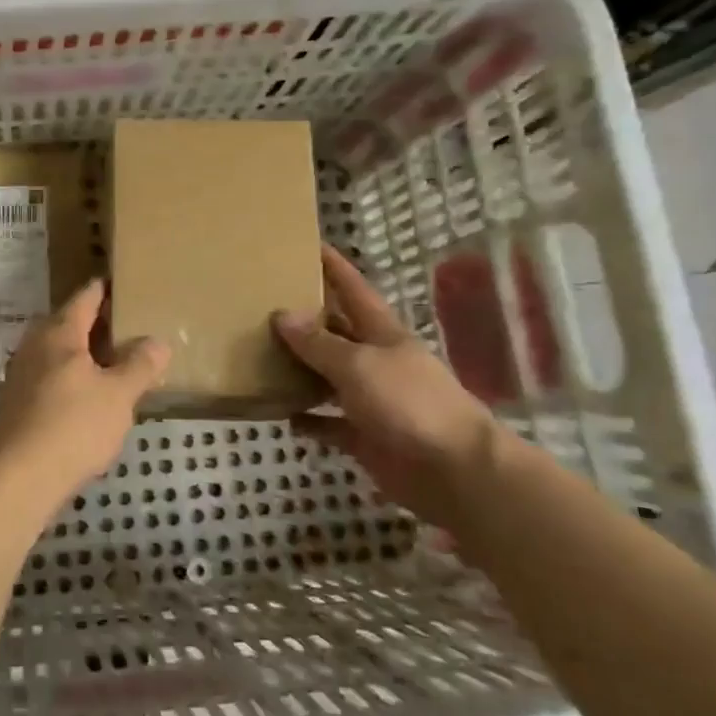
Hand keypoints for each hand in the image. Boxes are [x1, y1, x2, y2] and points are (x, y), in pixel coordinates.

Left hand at [0, 279, 169, 513]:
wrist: (19, 476)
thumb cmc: (73, 425)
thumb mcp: (119, 395)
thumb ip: (140, 366)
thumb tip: (157, 342)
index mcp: (59, 333)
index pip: (85, 299)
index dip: (105, 290)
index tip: (122, 283)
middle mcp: (35, 345)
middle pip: (68, 323)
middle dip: (95, 324)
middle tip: (128, 326)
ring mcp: (22, 374)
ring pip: (57, 352)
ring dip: (83, 353)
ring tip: (113, 361)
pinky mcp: (17, 402)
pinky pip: (50, 376)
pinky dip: (71, 376)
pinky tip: (88, 395)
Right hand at [273, 246, 499, 526]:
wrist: (455, 471)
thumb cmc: (409, 403)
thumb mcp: (359, 364)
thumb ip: (319, 343)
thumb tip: (282, 315)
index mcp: (382, 334)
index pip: (353, 290)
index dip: (334, 267)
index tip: (308, 244)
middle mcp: (376, 361)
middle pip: (336, 332)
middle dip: (306, 317)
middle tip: (264, 302)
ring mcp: (371, 400)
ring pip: (328, 377)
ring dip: (299, 368)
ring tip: (259, 355)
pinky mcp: (365, 437)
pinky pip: (328, 424)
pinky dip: (307, 419)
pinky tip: (280, 414)